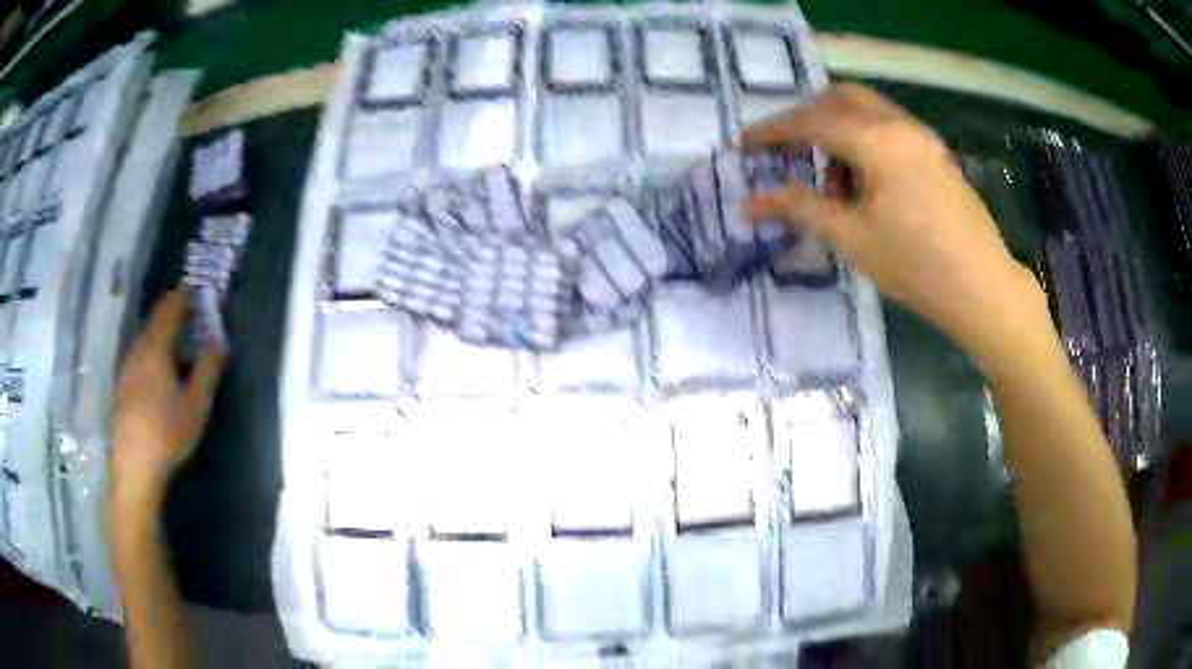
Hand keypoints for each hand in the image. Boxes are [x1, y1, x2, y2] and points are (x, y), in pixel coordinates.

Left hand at [111, 290, 225, 507]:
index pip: (170, 307)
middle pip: (155, 320)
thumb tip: (220, 341)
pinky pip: (140, 356)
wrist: (134, 466)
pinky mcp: (122, 386)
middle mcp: (137, 349)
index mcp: (155, 346)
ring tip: (179, 344)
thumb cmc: (167, 432)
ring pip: (146, 339)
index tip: (199, 289)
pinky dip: (153, 352)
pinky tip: (161, 372)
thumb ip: (208, 368)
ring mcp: (126, 367)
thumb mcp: (196, 403)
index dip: (185, 294)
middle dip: (174, 314)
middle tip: (193, 316)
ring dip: (163, 335)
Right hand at [740, 84, 1047, 362]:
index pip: (811, 122)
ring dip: (841, 130)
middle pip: (842, 98)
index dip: (772, 131)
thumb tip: (752, 203)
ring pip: (869, 112)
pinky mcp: (938, 155)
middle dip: (808, 117)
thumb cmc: (916, 265)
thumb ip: (802, 209)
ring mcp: (923, 138)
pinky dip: (867, 142)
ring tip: (835, 183)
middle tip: (789, 148)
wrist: (982, 287)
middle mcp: (900, 126)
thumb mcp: (853, 238)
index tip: (742, 144)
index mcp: (876, 140)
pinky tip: (868, 185)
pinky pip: (891, 130)